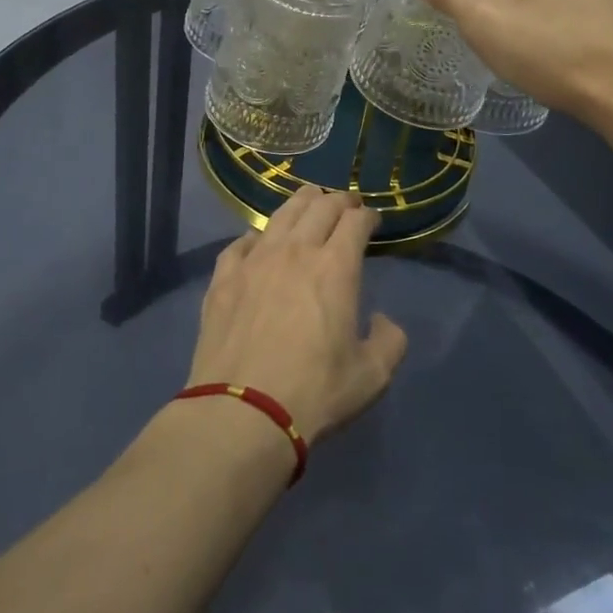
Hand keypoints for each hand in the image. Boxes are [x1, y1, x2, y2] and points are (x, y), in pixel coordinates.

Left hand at [186, 187, 406, 442]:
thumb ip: (389, 341)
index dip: (367, 215)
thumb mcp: (371, 376)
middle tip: (346, 205)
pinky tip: (258, 241)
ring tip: (308, 201)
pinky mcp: (223, 278)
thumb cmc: (314, 392)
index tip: (372, 220)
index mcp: (335, 267)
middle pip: (319, 207)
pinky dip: (256, 236)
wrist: (242, 412)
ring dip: (300, 203)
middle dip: (338, 201)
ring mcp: (254, 260)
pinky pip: (240, 243)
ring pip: (280, 215)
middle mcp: (295, 251)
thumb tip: (381, 320)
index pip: (355, 222)